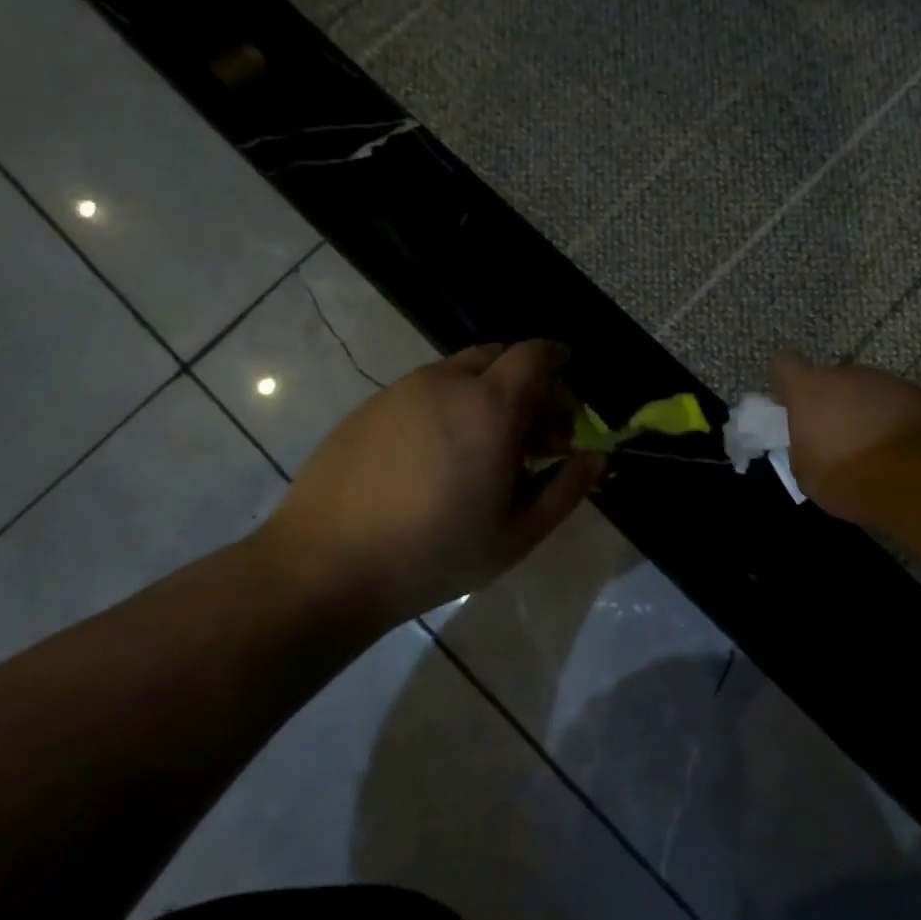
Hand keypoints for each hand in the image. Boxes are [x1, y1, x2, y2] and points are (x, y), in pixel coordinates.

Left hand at [252, 341, 604, 628]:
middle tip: (531, 435)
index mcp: (490, 406)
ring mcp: (402, 390)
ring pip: (459, 372)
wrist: (326, 565)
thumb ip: (566, 488)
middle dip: (527, 384)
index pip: (537, 354)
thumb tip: (594, 457)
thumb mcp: (518, 534)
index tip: (568, 398)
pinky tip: (437, 458)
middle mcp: (446, 382)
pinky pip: (424, 390)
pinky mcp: (370, 406)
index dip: (559, 363)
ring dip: (485, 395)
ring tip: (483, 451)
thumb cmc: (436, 553)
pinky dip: (448, 406)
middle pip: (500, 357)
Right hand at [770, 349, 920, 521]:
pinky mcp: (919, 394)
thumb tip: (810, 442)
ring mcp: (886, 381)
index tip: (789, 400)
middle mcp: (846, 375)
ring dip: (864, 411)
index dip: (785, 380)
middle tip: (835, 435)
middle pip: (830, 380)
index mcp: (808, 389)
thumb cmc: (846, 477)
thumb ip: (803, 446)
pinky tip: (899, 449)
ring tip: (871, 445)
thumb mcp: (806, 472)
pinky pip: (896, 403)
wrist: (915, 480)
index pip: (785, 364)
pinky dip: (893, 419)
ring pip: (865, 391)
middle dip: (831, 402)